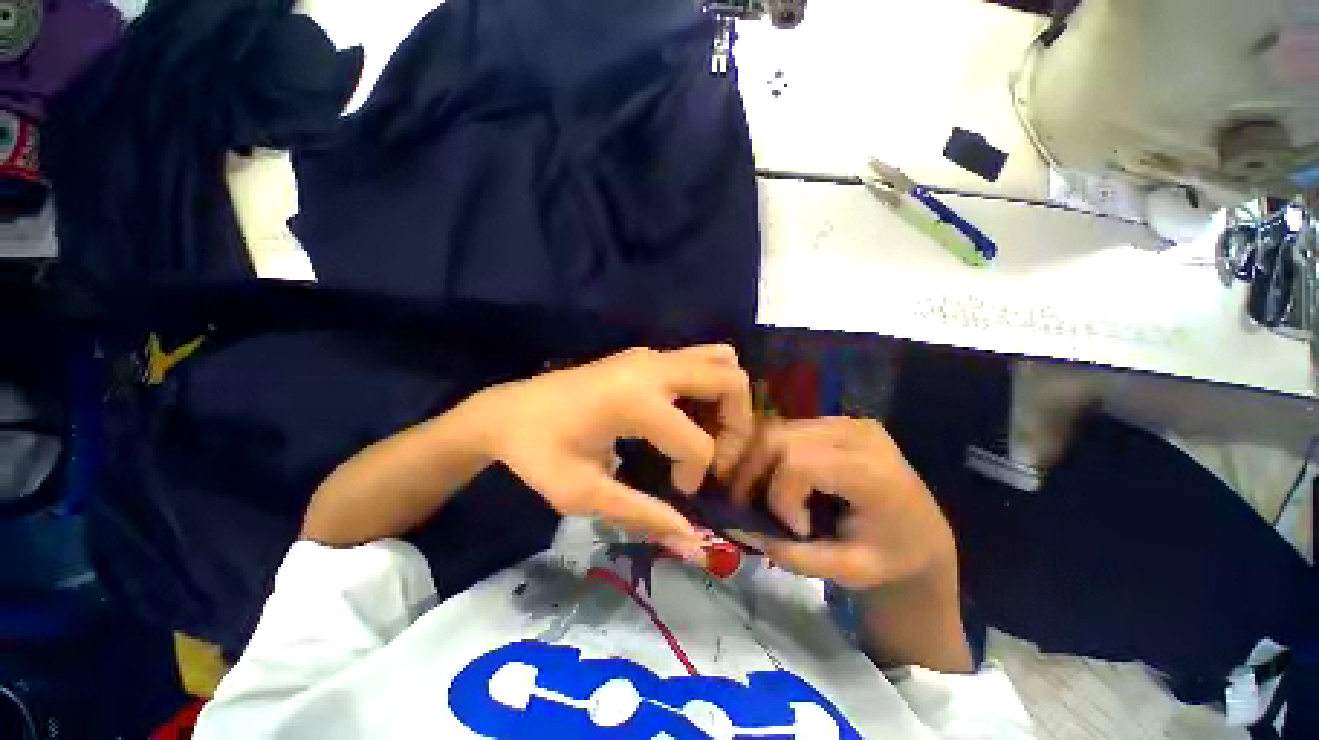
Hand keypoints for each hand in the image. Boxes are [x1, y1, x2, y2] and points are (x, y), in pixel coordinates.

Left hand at [472, 345, 752, 552]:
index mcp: (635, 401)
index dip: (697, 475)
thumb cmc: (539, 453)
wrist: (508, 411)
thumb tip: (695, 543)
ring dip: (729, 400)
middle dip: (738, 426)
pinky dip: (711, 385)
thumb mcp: (584, 493)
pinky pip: (700, 359)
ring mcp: (650, 355)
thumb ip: (644, 515)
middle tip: (717, 458)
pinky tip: (690, 414)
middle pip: (731, 382)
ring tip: (710, 433)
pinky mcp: (646, 355)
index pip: (698, 442)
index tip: (676, 491)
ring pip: (722, 361)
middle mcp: (652, 367)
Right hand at [727, 418, 954, 590]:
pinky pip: (785, 429)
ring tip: (755, 493)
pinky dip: (768, 453)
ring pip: (776, 428)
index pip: (799, 463)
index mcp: (871, 470)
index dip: (780, 496)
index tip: (794, 530)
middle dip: (753, 472)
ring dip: (756, 460)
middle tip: (747, 505)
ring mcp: (845, 421)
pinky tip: (769, 477)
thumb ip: (794, 555)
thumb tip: (741, 529)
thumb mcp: (848, 571)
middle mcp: (856, 433)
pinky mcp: (834, 421)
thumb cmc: (893, 557)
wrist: (924, 534)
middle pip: (779, 438)